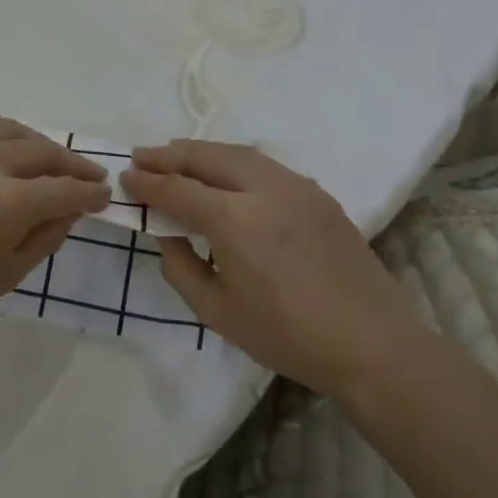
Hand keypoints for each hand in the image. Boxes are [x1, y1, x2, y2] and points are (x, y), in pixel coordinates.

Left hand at [0, 118, 111, 350]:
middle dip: (72, 164)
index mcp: (9, 201)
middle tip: (88, 175)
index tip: (103, 195)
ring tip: (50, 160)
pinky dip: (2, 140)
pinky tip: (5, 156)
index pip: (66, 189)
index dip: (91, 193)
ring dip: (39, 145)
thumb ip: (46, 235)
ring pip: (11, 131)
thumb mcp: (8, 274)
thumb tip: (70, 208)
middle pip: (44, 151)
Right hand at [121, 140, 428, 393]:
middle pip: (207, 157)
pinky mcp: (319, 195)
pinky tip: (226, 174)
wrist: (373, 345)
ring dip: (203, 152)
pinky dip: (235, 161)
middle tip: (141, 156)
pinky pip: (266, 166)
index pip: (178, 190)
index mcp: (235, 220)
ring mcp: (297, 187)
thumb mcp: (217, 312)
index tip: (125, 178)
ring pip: (239, 154)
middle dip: (170, 155)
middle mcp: (265, 190)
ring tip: (177, 156)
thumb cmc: (287, 336)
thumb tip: (167, 233)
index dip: (147, 183)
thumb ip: (181, 267)